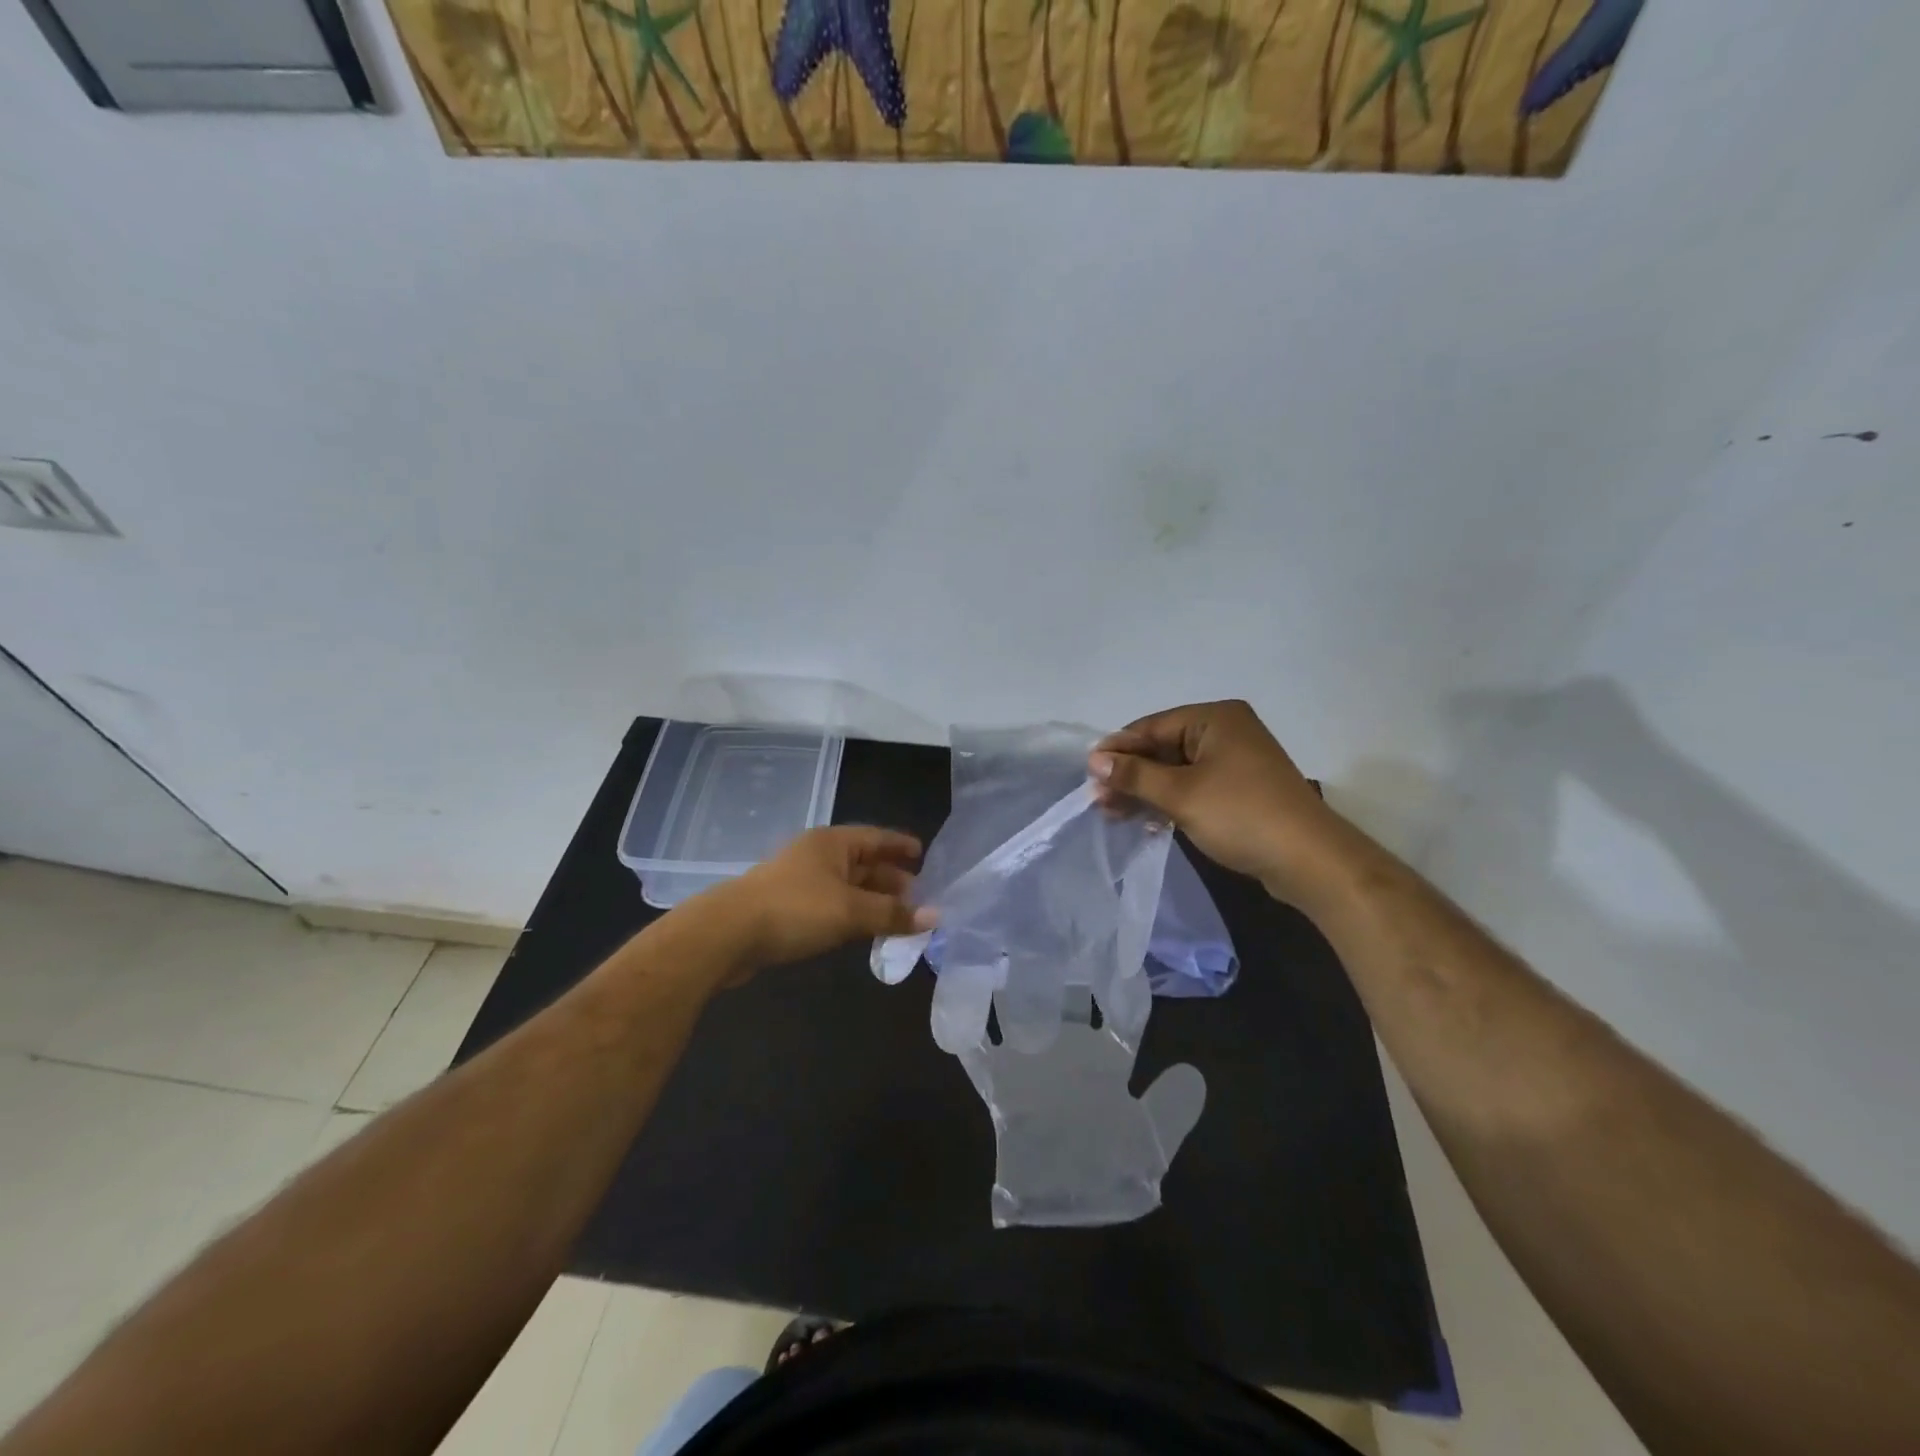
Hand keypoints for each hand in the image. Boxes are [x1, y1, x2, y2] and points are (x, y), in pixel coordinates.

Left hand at [706, 825, 935, 976]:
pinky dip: (852, 914)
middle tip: (920, 898)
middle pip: (863, 862)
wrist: (728, 934)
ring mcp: (800, 880)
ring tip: (899, 918)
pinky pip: (831, 904)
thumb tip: (936, 916)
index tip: (925, 855)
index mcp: (833, 842)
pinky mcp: (787, 906)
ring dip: (872, 900)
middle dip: (891, 879)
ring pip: (847, 886)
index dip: (901, 846)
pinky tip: (863, 931)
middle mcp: (817, 855)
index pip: (877, 838)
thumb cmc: (795, 910)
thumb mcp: (851, 911)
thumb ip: (893, 914)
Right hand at [1088, 700, 1348, 898]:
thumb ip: (1135, 775)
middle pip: (1163, 748)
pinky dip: (1169, 801)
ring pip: (1176, 771)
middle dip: (1130, 774)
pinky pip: (1193, 787)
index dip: (1118, 750)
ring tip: (1112, 813)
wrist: (1309, 860)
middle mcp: (1226, 732)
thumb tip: (1094, 759)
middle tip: (1098, 800)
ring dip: (1145, 791)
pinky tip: (1145, 821)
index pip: (1152, 726)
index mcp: (1215, 718)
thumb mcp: (1180, 794)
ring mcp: (1235, 762)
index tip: (1088, 774)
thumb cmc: (1241, 815)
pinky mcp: (1240, 790)